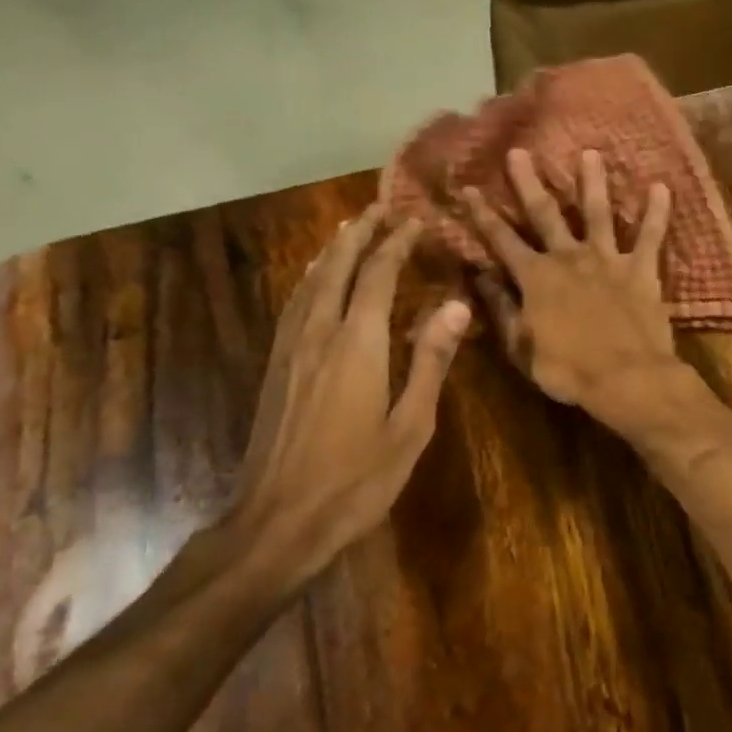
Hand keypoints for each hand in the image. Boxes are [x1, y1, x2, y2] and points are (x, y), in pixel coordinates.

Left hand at [226, 206, 470, 591]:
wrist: (277, 522)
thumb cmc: (357, 480)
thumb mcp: (410, 426)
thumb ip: (431, 362)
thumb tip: (457, 306)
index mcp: (358, 345)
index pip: (379, 276)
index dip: (397, 244)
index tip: (415, 221)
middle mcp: (319, 334)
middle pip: (338, 269)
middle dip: (360, 235)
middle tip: (378, 209)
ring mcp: (290, 351)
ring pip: (310, 284)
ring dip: (332, 253)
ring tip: (347, 231)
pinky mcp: (274, 369)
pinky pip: (293, 307)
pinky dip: (309, 281)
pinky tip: (314, 284)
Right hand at [465, 147, 678, 426]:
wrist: (626, 378)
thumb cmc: (568, 370)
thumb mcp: (521, 347)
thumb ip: (501, 309)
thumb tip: (481, 277)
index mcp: (536, 278)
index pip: (502, 240)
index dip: (483, 215)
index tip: (469, 188)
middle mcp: (569, 258)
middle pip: (545, 214)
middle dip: (529, 183)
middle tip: (520, 152)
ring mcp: (607, 260)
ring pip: (598, 212)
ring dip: (592, 182)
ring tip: (590, 153)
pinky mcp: (641, 270)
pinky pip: (650, 236)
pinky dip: (657, 212)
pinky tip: (662, 186)